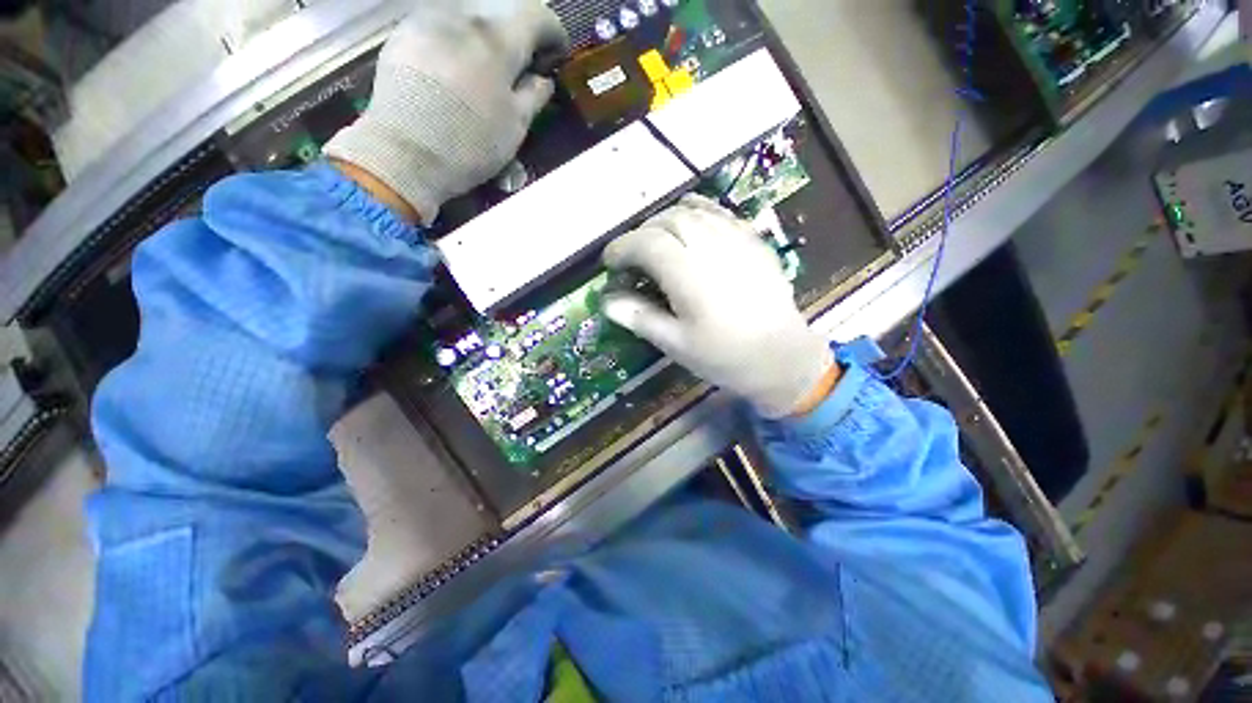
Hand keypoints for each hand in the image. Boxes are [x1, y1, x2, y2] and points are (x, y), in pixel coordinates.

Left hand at [324, 0, 568, 224]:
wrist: (404, 153)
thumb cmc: (469, 143)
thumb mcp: (515, 126)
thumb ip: (534, 96)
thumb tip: (543, 79)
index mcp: (498, 40)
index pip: (537, 17)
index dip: (553, 34)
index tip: (555, 55)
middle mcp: (464, 17)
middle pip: (501, 16)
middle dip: (516, 40)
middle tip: (519, 69)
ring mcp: (429, 21)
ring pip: (469, 21)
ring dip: (484, 42)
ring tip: (482, 73)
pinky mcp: (403, 33)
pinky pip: (440, 28)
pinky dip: (456, 43)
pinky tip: (452, 72)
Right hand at [602, 196, 836, 417]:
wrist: (780, 357)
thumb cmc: (724, 355)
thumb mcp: (676, 344)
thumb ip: (640, 318)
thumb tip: (606, 302)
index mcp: (688, 273)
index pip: (645, 243)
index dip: (621, 248)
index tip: (609, 262)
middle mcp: (711, 246)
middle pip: (666, 221)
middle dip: (641, 234)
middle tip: (632, 257)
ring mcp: (736, 238)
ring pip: (692, 210)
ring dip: (665, 220)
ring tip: (657, 241)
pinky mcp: (753, 240)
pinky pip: (720, 212)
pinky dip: (697, 211)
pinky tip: (691, 226)